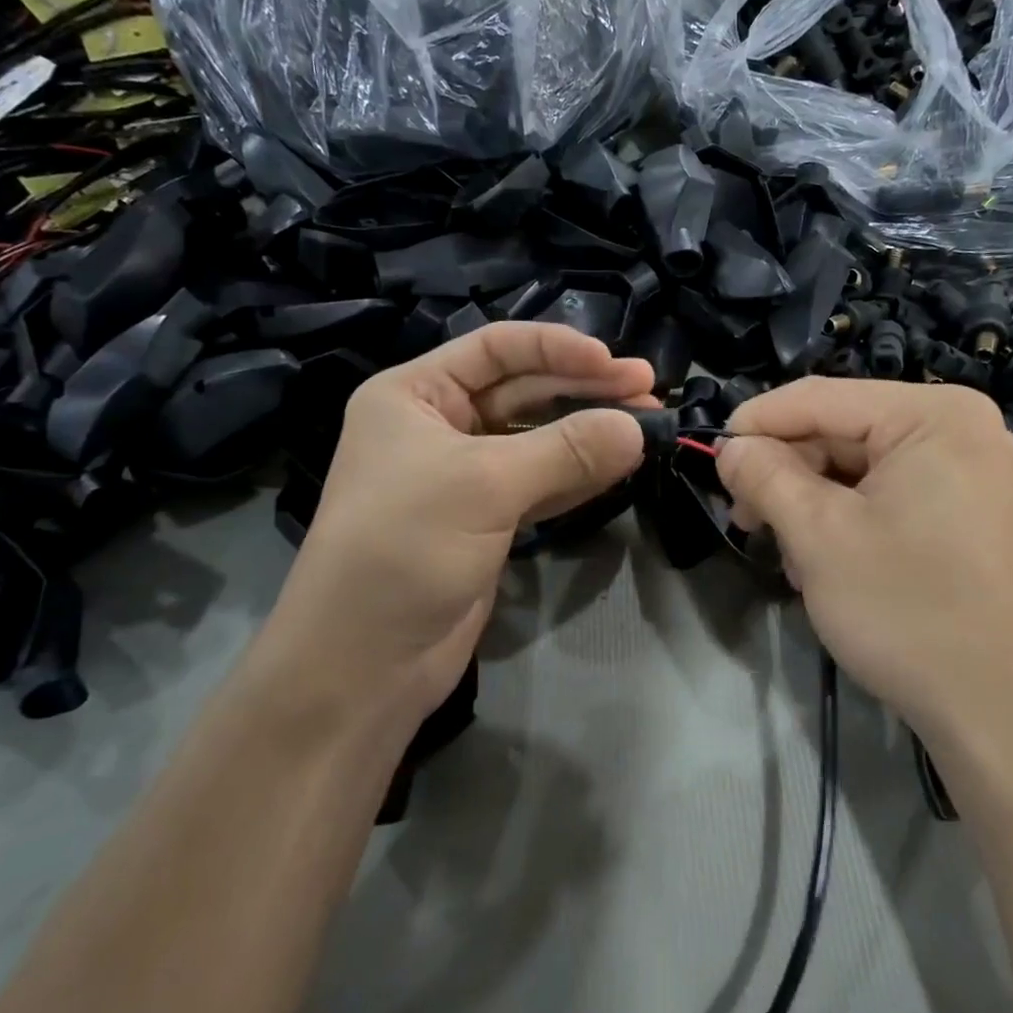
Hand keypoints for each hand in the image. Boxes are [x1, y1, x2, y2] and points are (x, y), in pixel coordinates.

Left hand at [258, 323, 653, 726]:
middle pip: (523, 391)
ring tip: (648, 423)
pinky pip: (542, 482)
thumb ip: (565, 450)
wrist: (364, 664)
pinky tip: (620, 464)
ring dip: (590, 432)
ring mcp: (465, 476)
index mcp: (415, 395)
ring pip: (538, 439)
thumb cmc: (405, 548)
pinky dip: (580, 473)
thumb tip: (637, 427)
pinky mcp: (488, 520)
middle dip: (584, 389)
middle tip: (648, 389)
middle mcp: (438, 426)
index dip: (557, 348)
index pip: (496, 348)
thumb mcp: (484, 485)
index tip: (614, 362)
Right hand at [716, 378, 1012, 745]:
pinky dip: (848, 517)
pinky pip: (891, 492)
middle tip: (744, 518)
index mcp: (936, 415)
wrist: (999, 713)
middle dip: (787, 472)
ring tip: (789, 555)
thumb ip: (765, 476)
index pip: (821, 397)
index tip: (711, 457)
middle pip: (843, 430)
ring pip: (862, 465)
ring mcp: (972, 471)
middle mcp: (962, 428)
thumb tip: (730, 448)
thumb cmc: (906, 611)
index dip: (756, 422)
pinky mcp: (970, 511)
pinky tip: (824, 561)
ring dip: (812, 502)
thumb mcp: (818, 536)